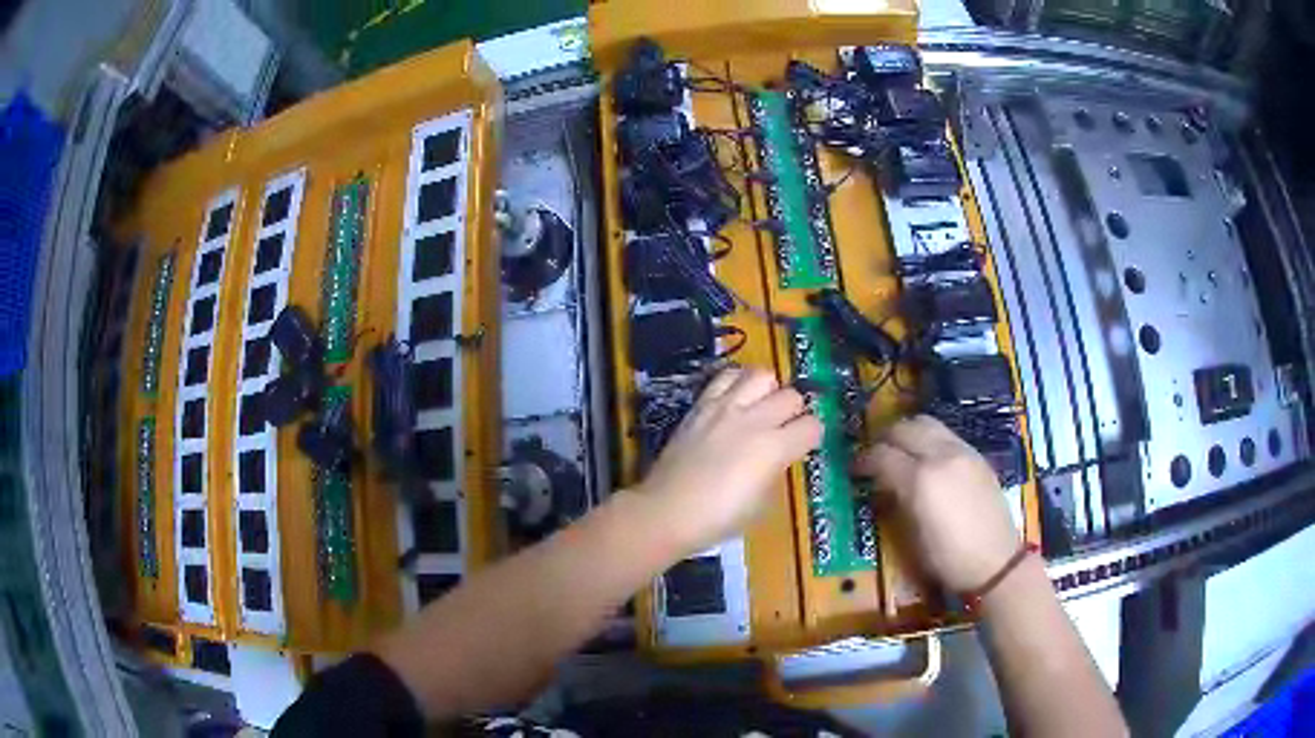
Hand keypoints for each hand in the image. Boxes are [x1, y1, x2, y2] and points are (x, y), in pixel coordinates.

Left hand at [633, 367, 822, 557]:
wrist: (666, 511)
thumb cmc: (718, 518)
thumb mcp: (762, 503)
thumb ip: (776, 470)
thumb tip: (779, 456)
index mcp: (774, 448)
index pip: (812, 426)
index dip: (812, 437)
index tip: (805, 445)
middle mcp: (754, 419)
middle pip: (791, 396)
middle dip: (794, 411)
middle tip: (784, 428)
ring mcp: (725, 407)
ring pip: (762, 375)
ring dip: (768, 390)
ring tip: (761, 407)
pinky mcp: (700, 405)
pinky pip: (725, 377)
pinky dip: (737, 383)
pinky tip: (735, 400)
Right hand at [856, 415, 1018, 591]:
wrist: (996, 562)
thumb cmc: (948, 559)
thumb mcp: (912, 537)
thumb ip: (897, 501)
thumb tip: (883, 485)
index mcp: (920, 479)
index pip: (882, 455)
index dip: (863, 460)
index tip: (855, 469)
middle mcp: (941, 455)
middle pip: (904, 429)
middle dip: (884, 439)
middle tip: (875, 456)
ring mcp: (963, 451)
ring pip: (927, 423)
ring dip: (908, 433)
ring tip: (901, 451)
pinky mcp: (977, 456)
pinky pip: (946, 435)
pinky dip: (930, 439)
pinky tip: (928, 460)